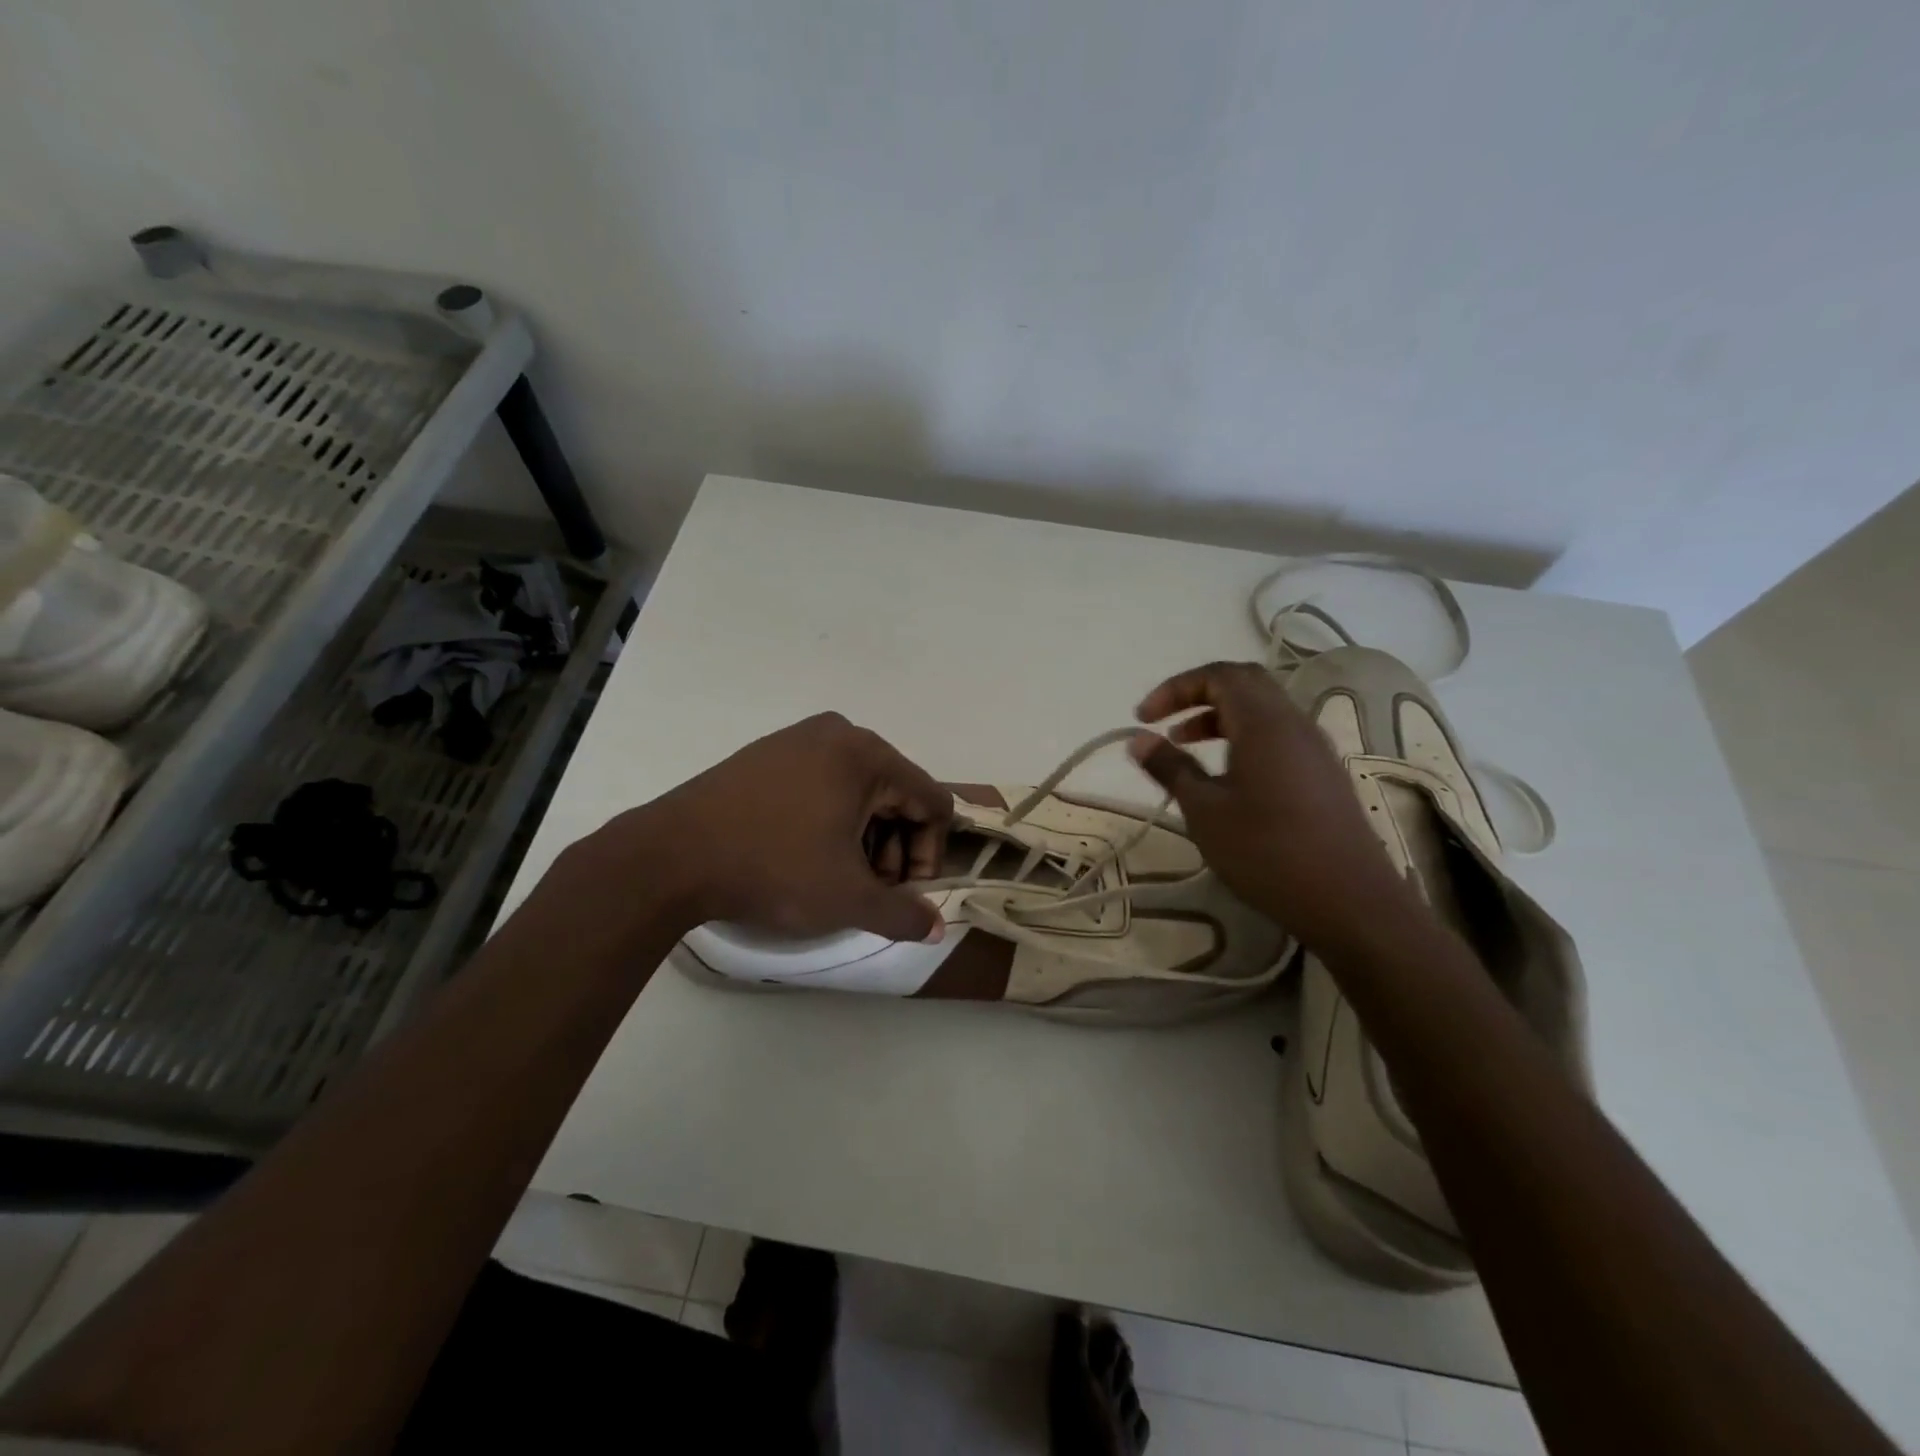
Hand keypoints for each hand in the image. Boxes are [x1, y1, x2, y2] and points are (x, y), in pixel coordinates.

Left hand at [595, 712, 952, 942]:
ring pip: (860, 788)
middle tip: (870, 888)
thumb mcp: (847, 900)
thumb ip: (903, 915)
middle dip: (893, 846)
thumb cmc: (773, 869)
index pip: (932, 802)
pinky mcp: (768, 753)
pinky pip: (824, 780)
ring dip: (864, 835)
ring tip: (837, 874)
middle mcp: (839, 733)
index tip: (902, 891)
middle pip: (897, 793)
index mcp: (868, 755)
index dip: (928, 853)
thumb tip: (935, 928)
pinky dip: (831, 816)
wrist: (670, 856)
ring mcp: (798, 738)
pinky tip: (805, 850)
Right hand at [1129, 661, 1411, 950]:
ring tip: (1186, 746)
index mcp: (1264, 723)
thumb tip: (1139, 740)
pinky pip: (1279, 735)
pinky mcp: (1324, 774)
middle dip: (1199, 694)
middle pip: (1245, 682)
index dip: (1176, 687)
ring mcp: (1315, 748)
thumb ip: (1170, 768)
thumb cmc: (1267, 852)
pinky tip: (1226, 777)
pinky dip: (1244, 737)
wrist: (1349, 902)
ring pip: (1263, 709)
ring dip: (1220, 717)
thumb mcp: (1205, 810)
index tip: (1143, 718)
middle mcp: (1294, 723)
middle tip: (1166, 722)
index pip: (1218, 675)